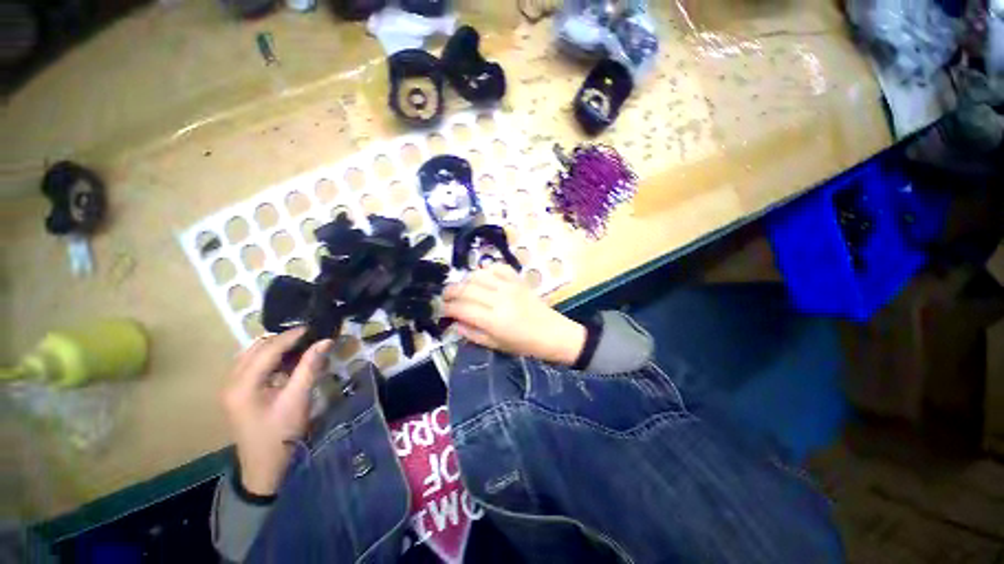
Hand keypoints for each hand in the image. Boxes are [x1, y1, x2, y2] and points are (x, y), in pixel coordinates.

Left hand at [220, 328, 332, 495]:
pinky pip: (251, 364)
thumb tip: (325, 341)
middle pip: (256, 348)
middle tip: (308, 335)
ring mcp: (231, 387)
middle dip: (282, 339)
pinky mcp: (237, 392)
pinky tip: (286, 360)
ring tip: (300, 344)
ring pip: (252, 354)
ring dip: (275, 347)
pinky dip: (270, 357)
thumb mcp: (298, 399)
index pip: (267, 350)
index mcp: (243, 385)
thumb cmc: (281, 433)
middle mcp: (231, 381)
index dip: (291, 336)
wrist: (264, 465)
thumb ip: (309, 367)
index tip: (312, 327)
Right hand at [443, 264, 585, 364]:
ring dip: (466, 280)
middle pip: (466, 288)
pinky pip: (497, 267)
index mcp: (494, 320)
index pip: (462, 308)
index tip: (442, 310)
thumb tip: (454, 322)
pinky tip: (483, 278)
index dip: (447, 308)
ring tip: (463, 289)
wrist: (552, 333)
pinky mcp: (518, 279)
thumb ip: (472, 334)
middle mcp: (500, 299)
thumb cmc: (524, 344)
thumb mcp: (496, 345)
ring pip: (479, 275)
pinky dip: (486, 270)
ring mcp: (510, 286)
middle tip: (445, 297)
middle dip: (450, 291)